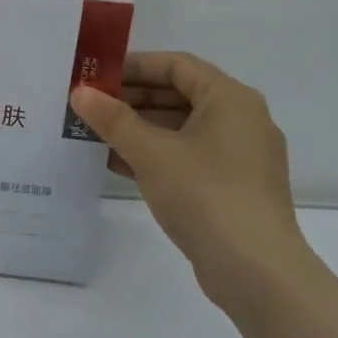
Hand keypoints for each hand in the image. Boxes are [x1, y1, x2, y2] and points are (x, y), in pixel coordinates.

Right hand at [69, 53, 308, 307]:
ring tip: (97, 134)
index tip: (97, 76)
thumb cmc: (205, 195)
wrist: (257, 273)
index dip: (133, 66)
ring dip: (140, 128)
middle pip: (180, 94)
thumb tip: (80, 92)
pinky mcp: (235, 187)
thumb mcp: (150, 152)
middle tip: (92, 106)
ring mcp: (242, 156)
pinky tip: (119, 164)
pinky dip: (157, 154)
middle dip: (133, 98)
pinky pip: (190, 155)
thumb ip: (113, 119)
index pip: (176, 65)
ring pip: (183, 127)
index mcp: (230, 99)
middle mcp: (242, 119)